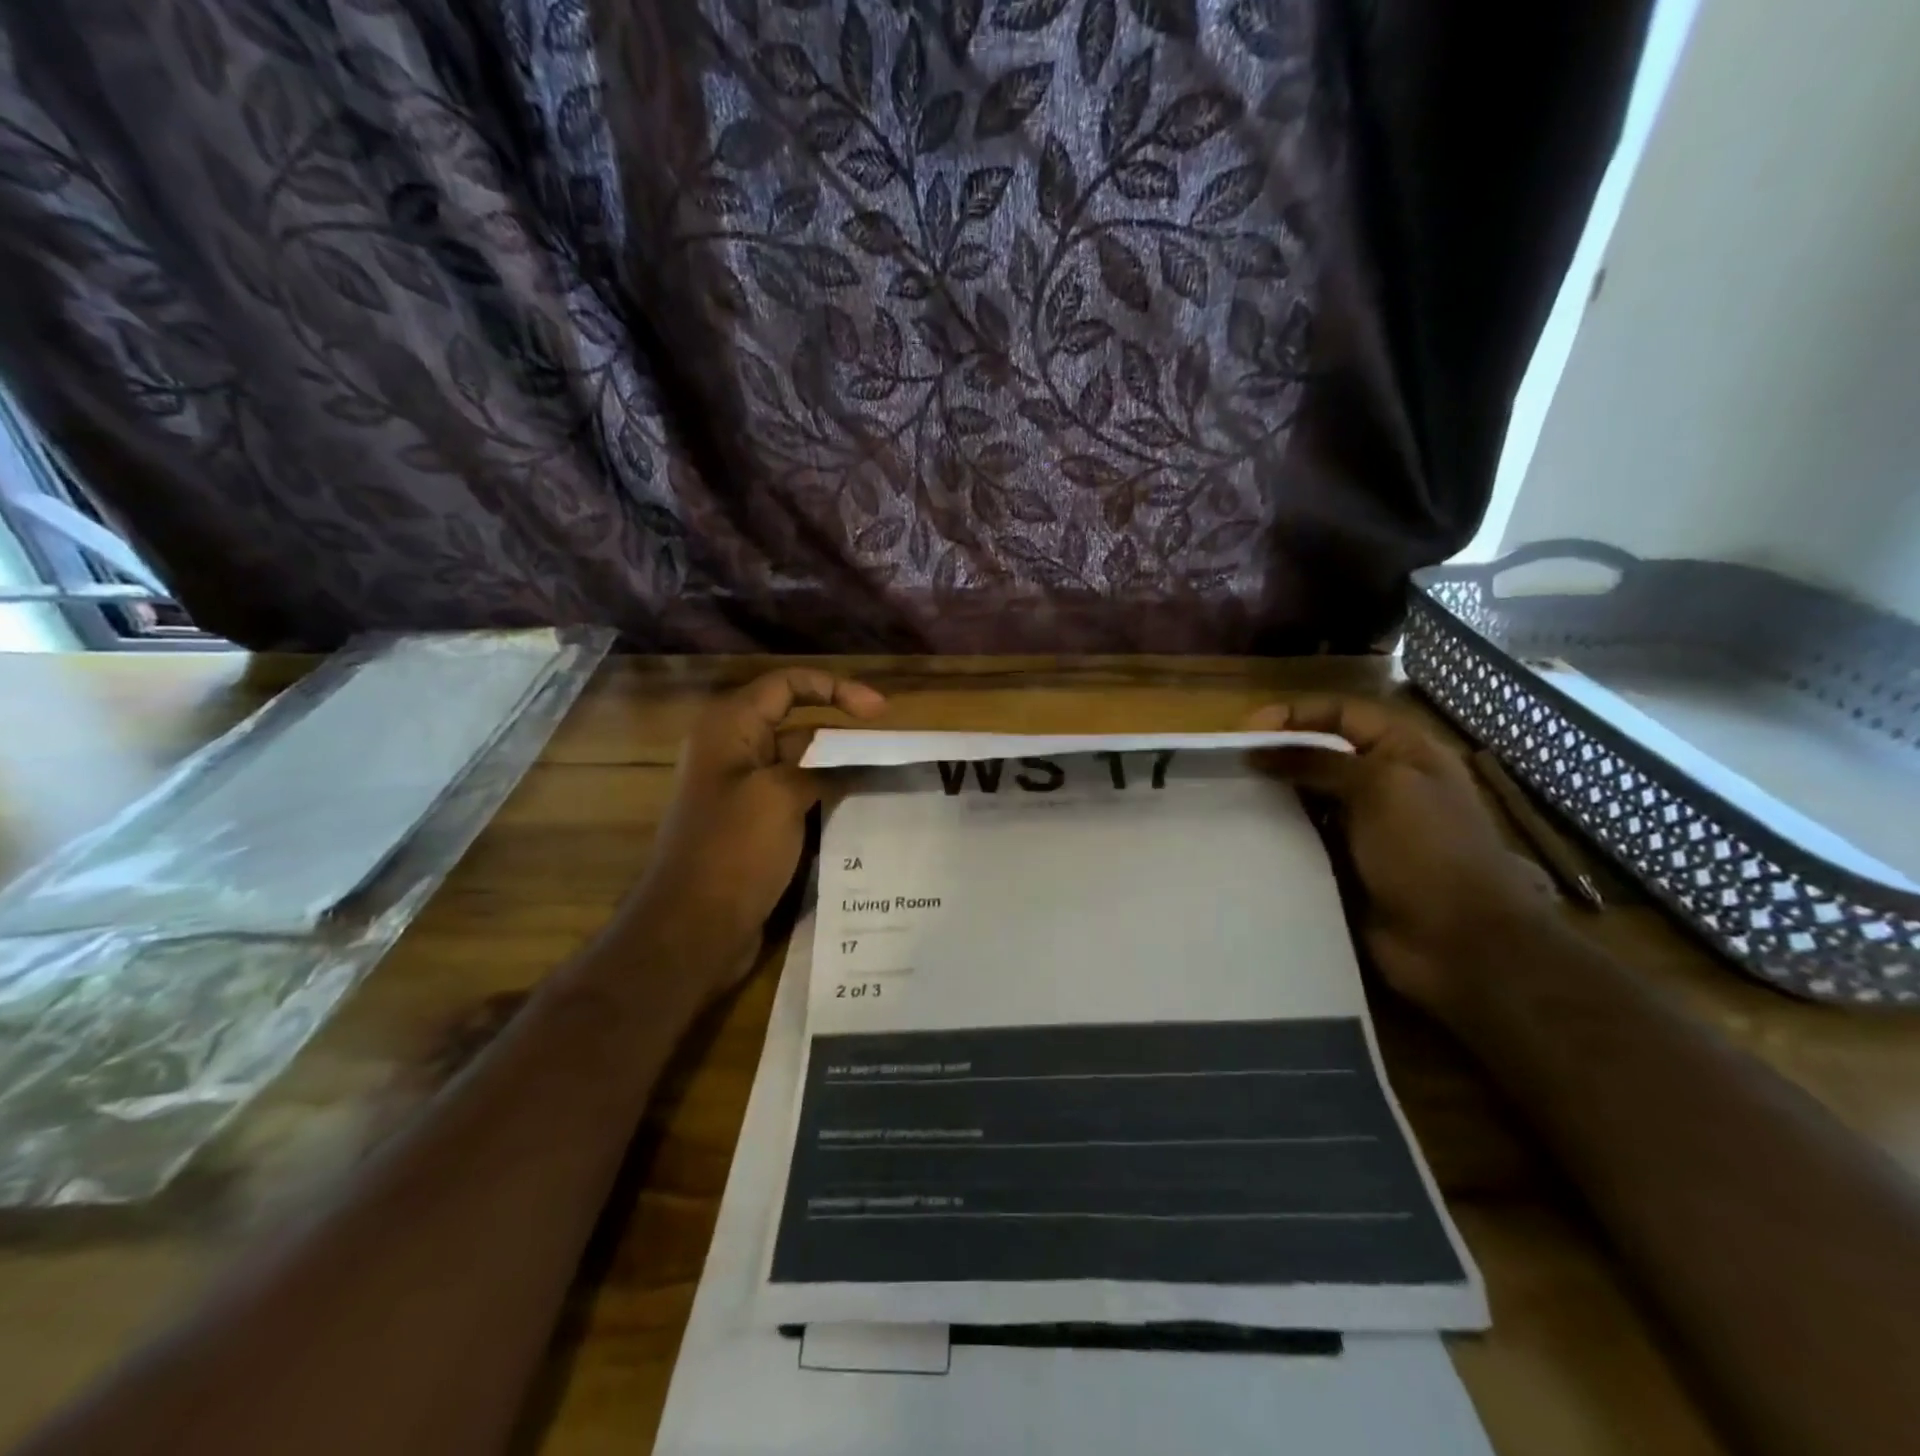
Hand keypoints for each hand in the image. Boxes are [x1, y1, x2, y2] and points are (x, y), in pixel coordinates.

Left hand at [633, 669, 884, 990]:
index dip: (836, 688)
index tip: (880, 712)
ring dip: (840, 769)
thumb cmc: (733, 850)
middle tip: (893, 751)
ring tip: (888, 779)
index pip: (788, 684)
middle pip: (798, 724)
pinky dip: (827, 798)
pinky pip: (797, 798)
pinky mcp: (754, 826)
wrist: (693, 929)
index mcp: (731, 728)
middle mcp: (735, 751)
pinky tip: (862, 810)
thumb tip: (861, 759)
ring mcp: (744, 791)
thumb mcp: (782, 796)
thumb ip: (825, 767)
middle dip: (844, 734)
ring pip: (802, 765)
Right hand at [1248, 696, 1551, 1025]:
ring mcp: (1361, 826)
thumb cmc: (1428, 851)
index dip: (1297, 714)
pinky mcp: (1341, 864)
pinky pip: (1301, 838)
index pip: (1342, 713)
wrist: (1458, 944)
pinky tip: (1245, 833)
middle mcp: (1382, 783)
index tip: (1247, 730)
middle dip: (1276, 754)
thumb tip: (1257, 750)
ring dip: (1272, 794)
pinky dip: (1276, 832)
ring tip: (1228, 796)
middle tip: (1228, 764)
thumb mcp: (1380, 788)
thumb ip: (1317, 762)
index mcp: (1403, 752)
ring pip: (1305, 797)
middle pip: (1319, 753)